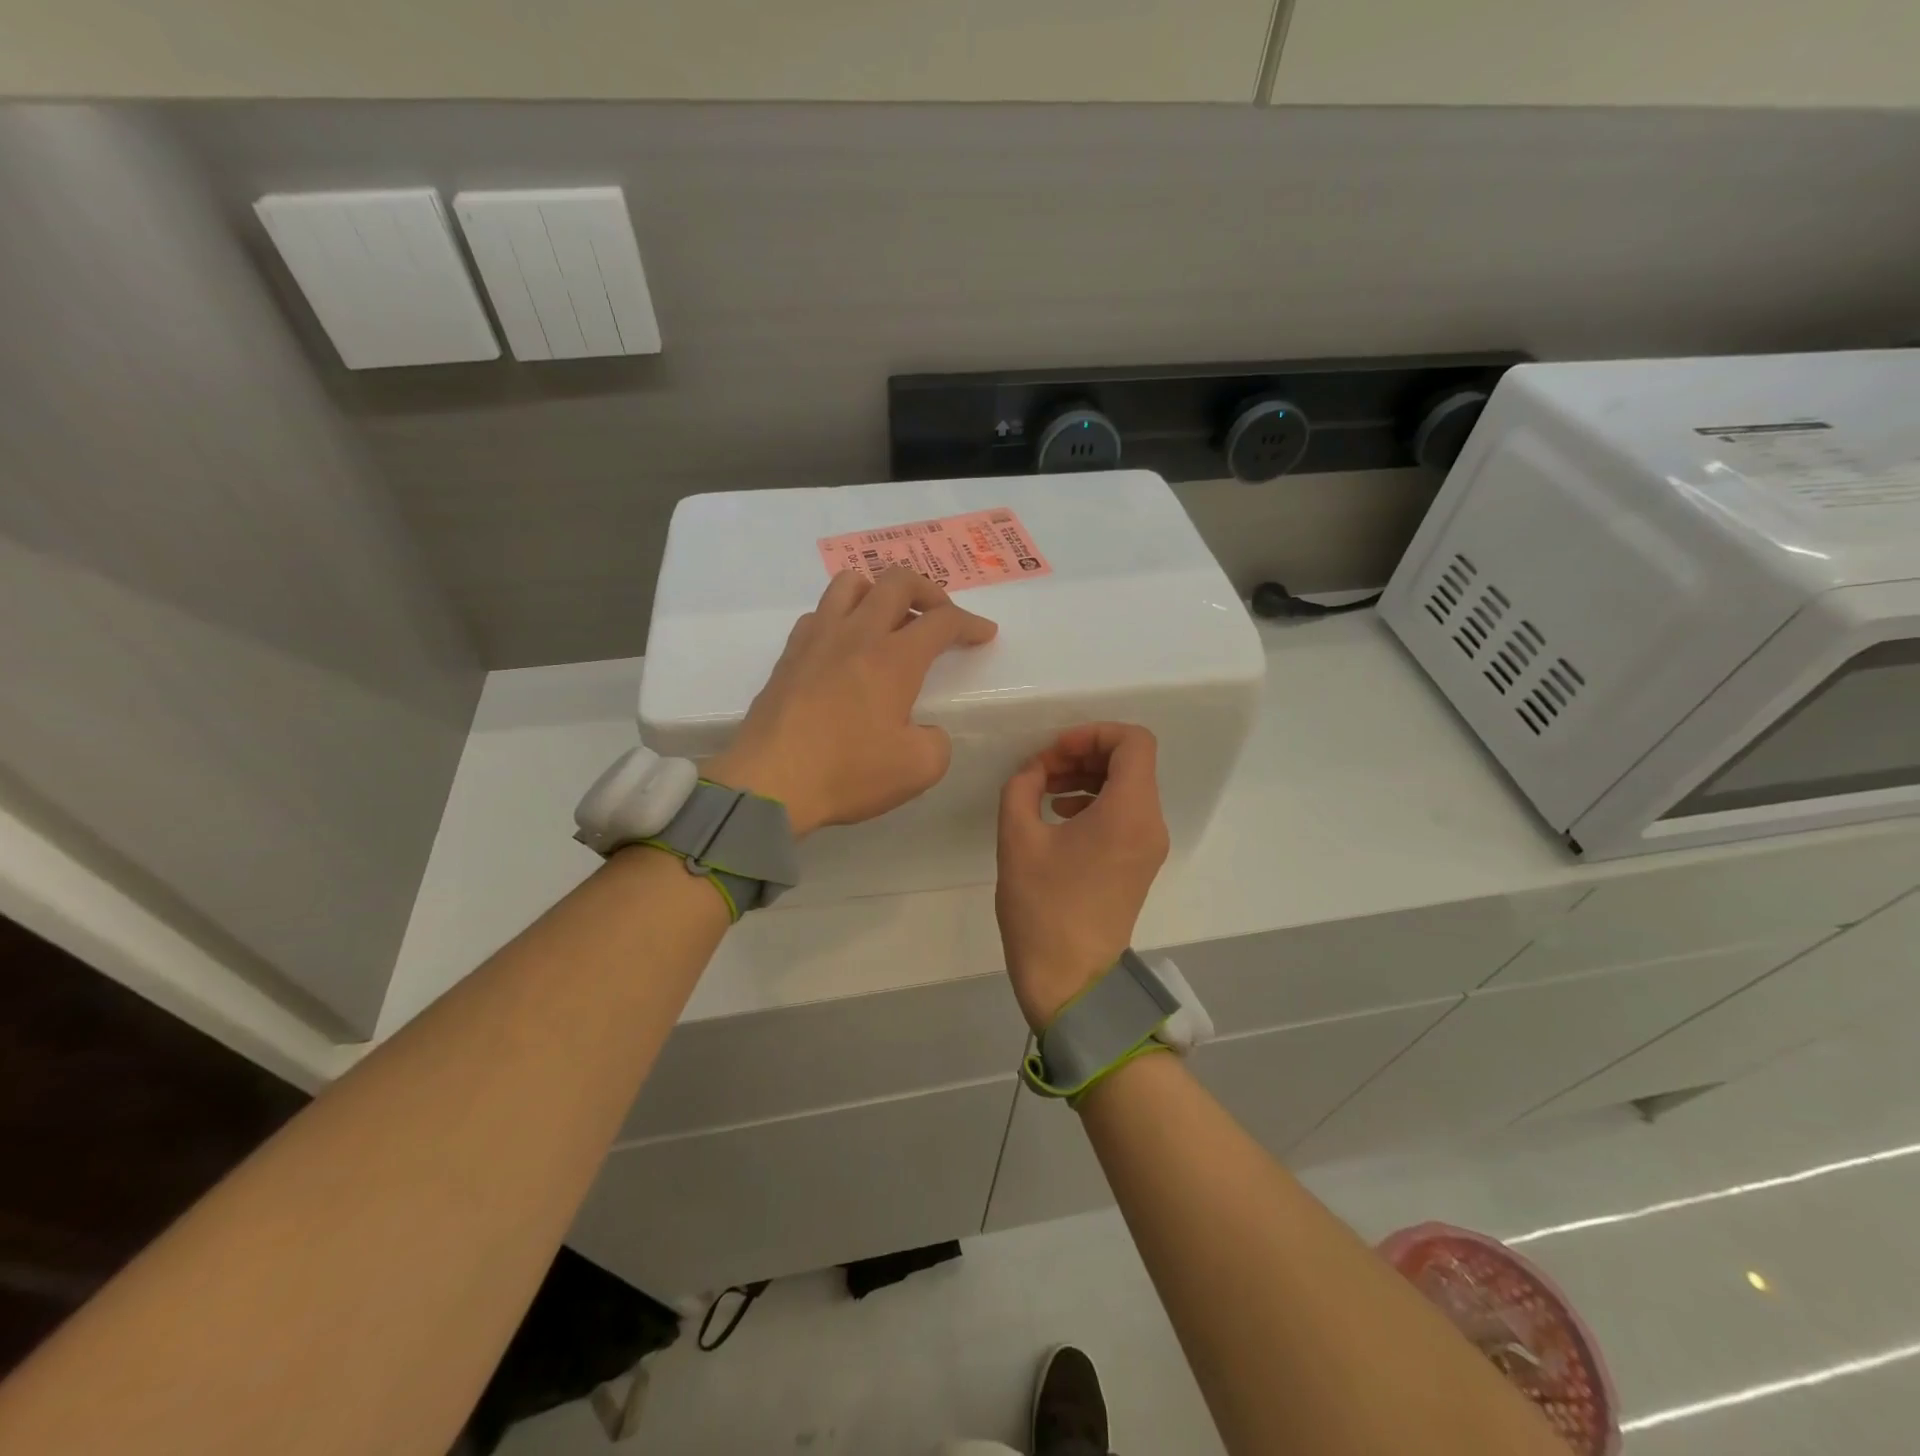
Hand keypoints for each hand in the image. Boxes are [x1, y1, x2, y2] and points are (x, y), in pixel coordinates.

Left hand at [706, 567, 996, 836]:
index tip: (984, 634)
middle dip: (929, 591)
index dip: (970, 623)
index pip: (942, 621)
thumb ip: (936, 742)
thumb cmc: (847, 772)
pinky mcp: (788, 656)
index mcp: (893, 658)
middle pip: (897, 582)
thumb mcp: (918, 769)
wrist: (769, 782)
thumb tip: (924, 730)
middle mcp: (856, 635)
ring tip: (889, 620)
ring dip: (879, 591)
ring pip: (850, 584)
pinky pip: (819, 613)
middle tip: (939, 616)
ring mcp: (816, 639)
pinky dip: (842, 617)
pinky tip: (846, 646)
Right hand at [995, 724, 1170, 1031]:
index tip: (1055, 751)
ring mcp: (1149, 846)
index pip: (1134, 742)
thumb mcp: (1017, 837)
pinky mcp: (1139, 864)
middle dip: (1086, 753)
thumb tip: (1034, 771)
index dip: (1093, 733)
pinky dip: (1096, 801)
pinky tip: (1059, 814)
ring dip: (1088, 776)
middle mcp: (1150, 824)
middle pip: (1131, 762)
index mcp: (1129, 812)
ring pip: (1128, 787)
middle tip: (1043, 768)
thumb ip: (1022, 786)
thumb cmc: (1042, 907)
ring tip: (1045, 790)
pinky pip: (1125, 813)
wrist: (1070, 978)